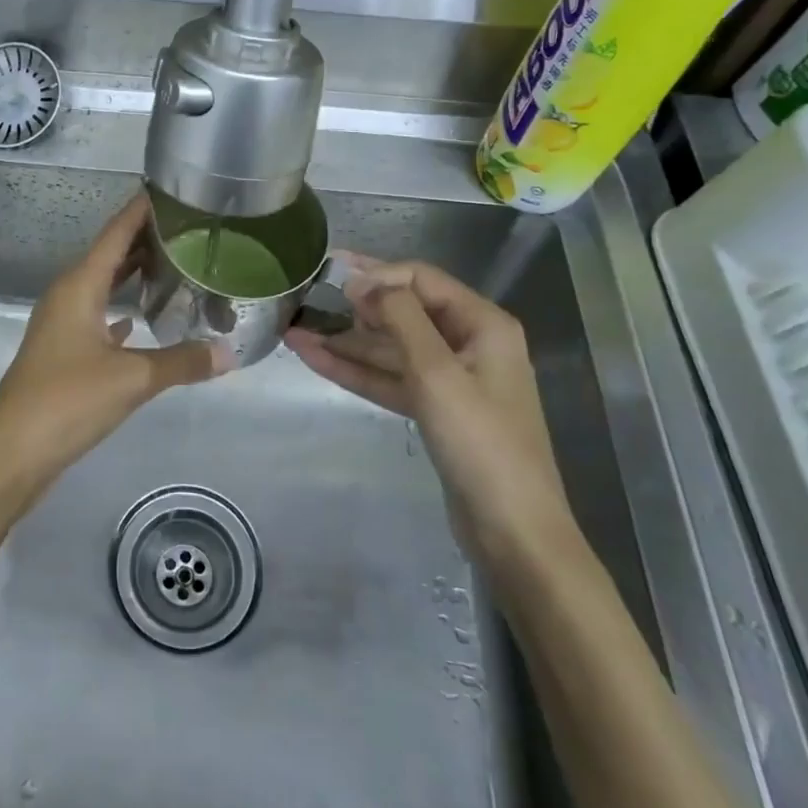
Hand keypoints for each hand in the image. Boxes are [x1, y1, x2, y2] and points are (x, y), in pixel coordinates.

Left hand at [0, 194, 227, 495]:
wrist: (12, 453)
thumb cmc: (67, 402)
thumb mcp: (131, 380)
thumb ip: (181, 362)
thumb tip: (228, 353)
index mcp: (79, 285)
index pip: (116, 232)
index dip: (142, 209)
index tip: (173, 189)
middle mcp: (68, 295)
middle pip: (110, 254)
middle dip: (146, 239)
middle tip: (191, 228)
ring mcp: (62, 323)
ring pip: (103, 285)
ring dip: (134, 273)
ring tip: (175, 264)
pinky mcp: (63, 351)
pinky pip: (97, 315)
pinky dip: (120, 308)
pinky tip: (140, 316)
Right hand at [285, 255, 576, 566]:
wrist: (513, 533)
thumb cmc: (480, 443)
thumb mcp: (438, 372)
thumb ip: (400, 317)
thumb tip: (364, 281)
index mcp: (482, 324)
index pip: (421, 279)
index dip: (376, 275)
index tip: (331, 281)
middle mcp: (468, 343)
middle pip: (403, 311)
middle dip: (354, 307)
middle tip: (305, 298)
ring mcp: (451, 379)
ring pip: (390, 348)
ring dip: (346, 341)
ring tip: (295, 331)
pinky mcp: (434, 410)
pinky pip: (390, 378)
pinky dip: (356, 370)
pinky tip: (316, 359)